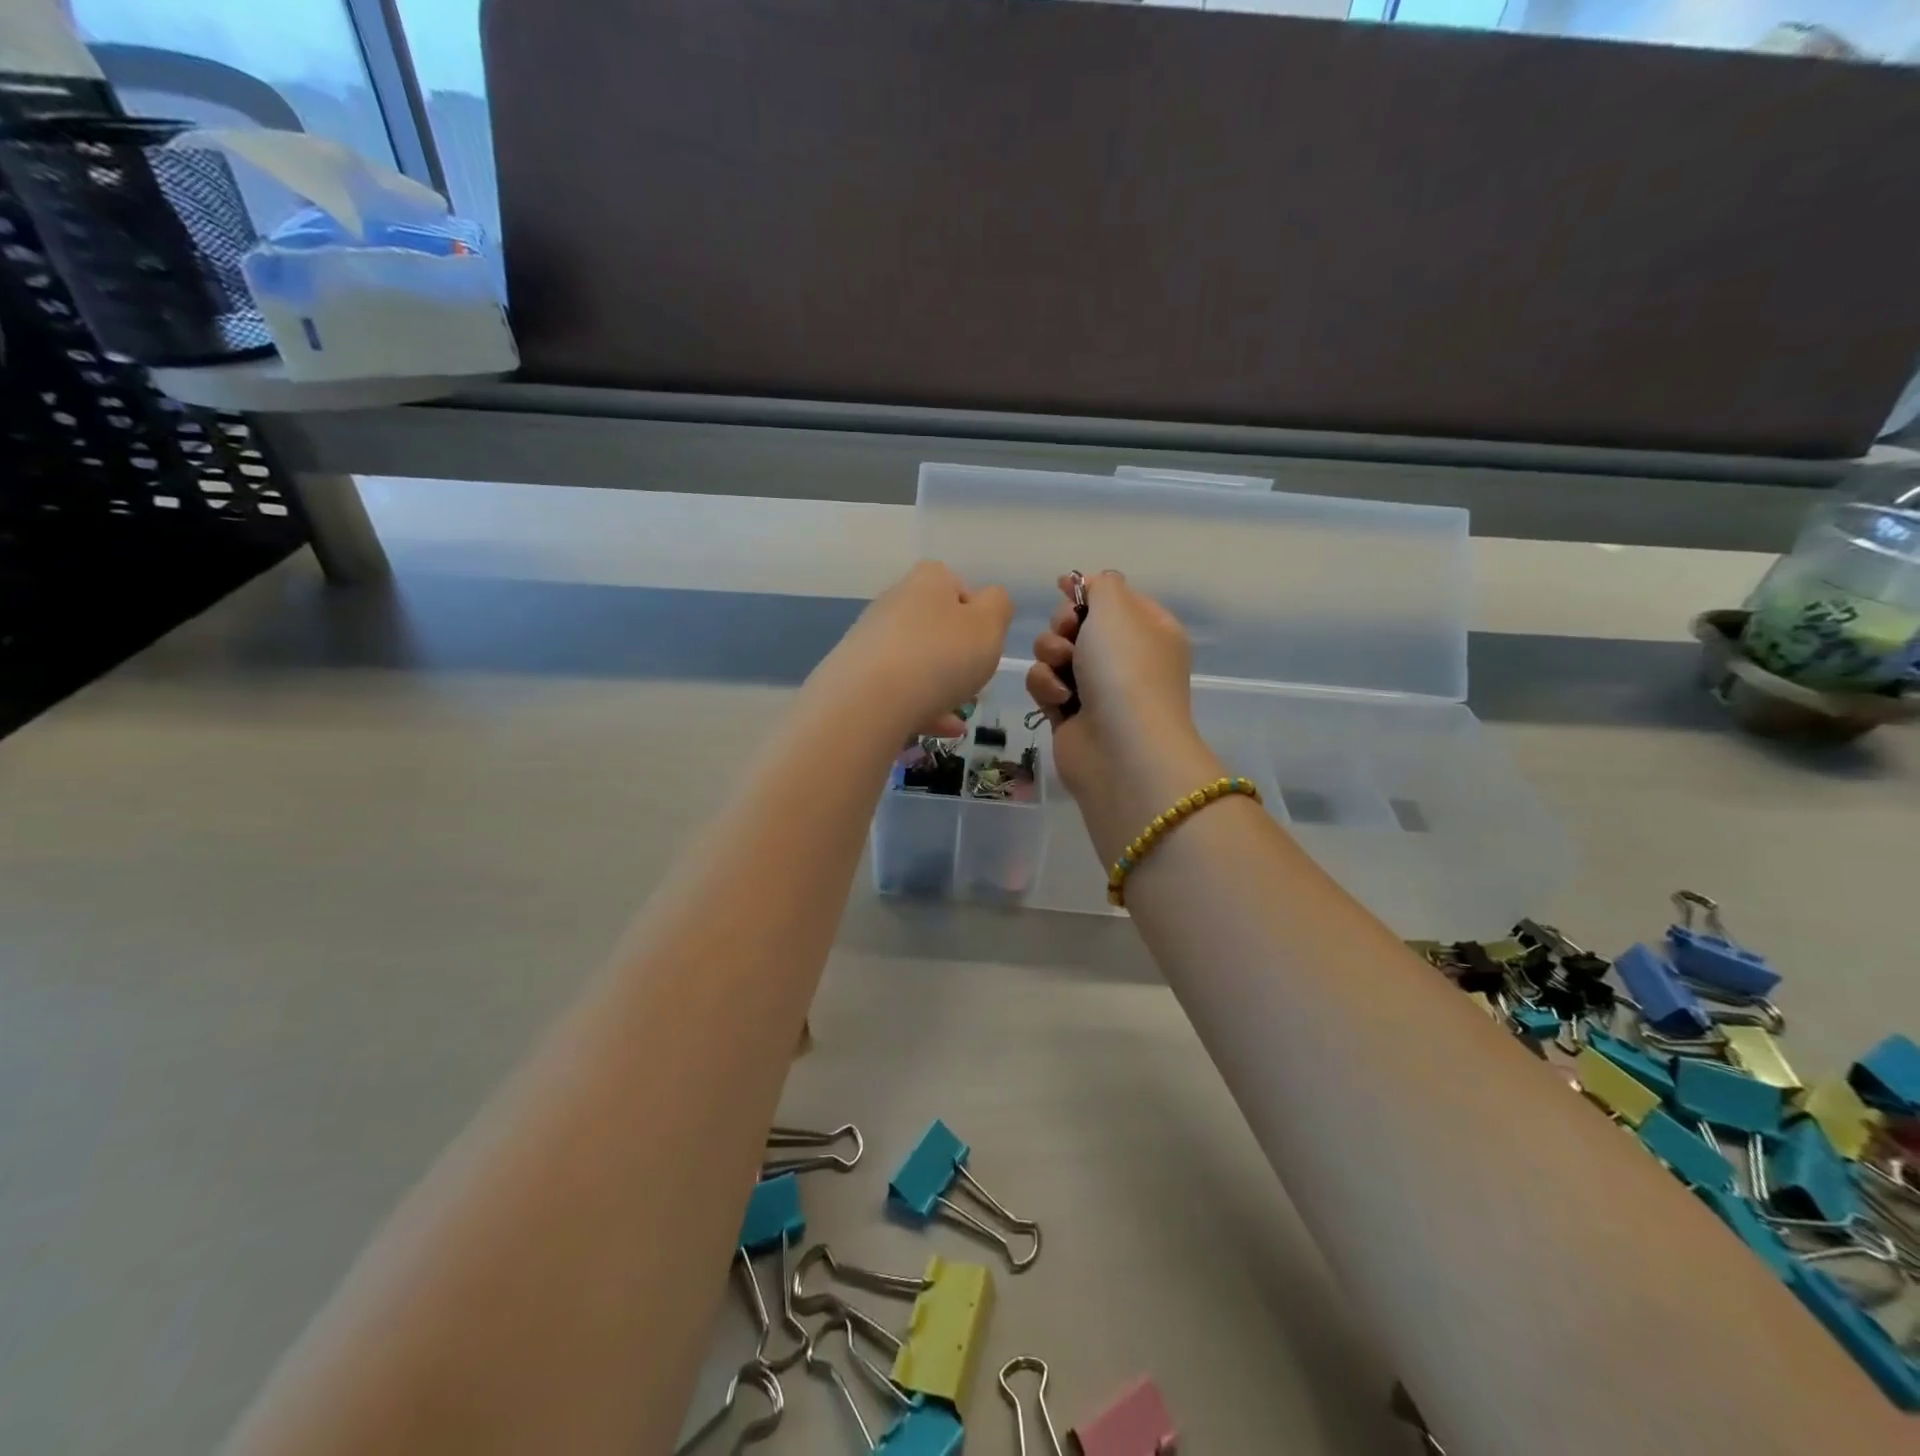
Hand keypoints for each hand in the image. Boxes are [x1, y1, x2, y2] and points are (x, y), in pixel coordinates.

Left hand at [816, 560, 1013, 737]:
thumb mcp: (989, 626)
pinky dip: (921, 706)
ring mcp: (871, 638)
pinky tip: (942, 729)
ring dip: (940, 684)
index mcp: (928, 580)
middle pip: (935, 624)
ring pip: (916, 660)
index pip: (958, 585)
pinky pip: (898, 689)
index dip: (976, 614)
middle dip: (956, 653)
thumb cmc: (941, 656)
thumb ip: (999, 606)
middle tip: (973, 680)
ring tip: (960, 713)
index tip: (985, 643)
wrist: (868, 701)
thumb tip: (990, 601)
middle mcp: (895, 601)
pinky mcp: (856, 674)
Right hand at [1026, 572, 1223, 858]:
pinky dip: (1046, 688)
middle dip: (1064, 625)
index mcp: (1150, 629)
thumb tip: (1090, 583)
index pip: (1114, 598)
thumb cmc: (1125, 669)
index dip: (1087, 591)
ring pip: (1055, 653)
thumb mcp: (1117, 608)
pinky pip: (1045, 685)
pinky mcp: (1069, 714)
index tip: (1064, 589)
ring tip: (1064, 671)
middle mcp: (1126, 658)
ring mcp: (1098, 688)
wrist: (1120, 748)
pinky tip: (1058, 700)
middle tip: (1071, 636)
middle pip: (1078, 623)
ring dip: (1051, 655)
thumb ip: (1100, 584)